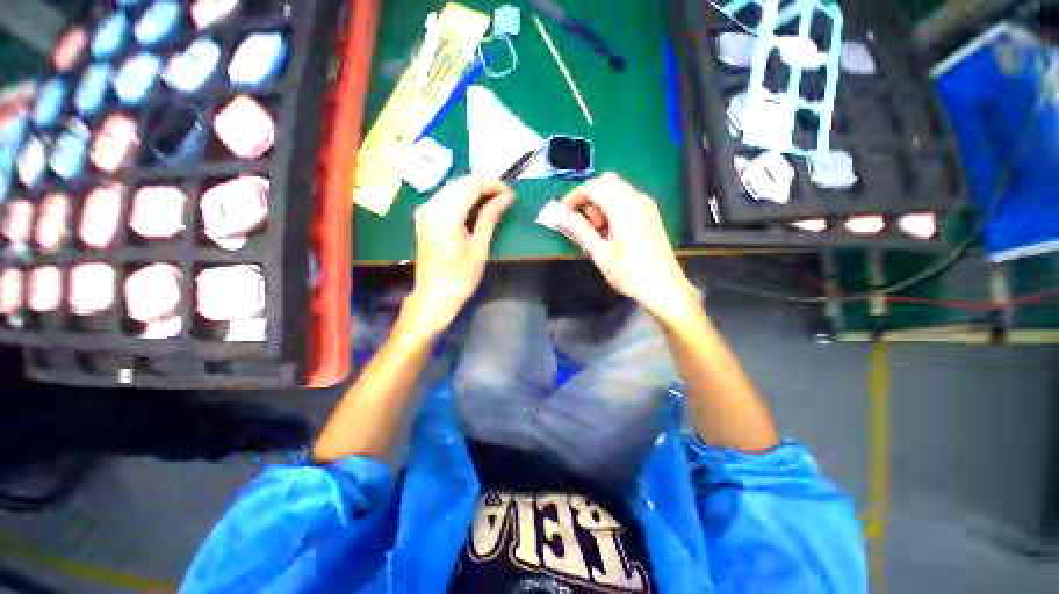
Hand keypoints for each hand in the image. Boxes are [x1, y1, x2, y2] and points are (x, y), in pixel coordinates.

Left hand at [408, 176, 512, 335]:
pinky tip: (475, 209)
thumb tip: (506, 197)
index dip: (493, 183)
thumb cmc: (460, 277)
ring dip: (474, 191)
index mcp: (446, 214)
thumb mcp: (479, 247)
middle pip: (461, 182)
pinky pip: (445, 198)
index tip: (509, 195)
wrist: (434, 296)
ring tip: (493, 204)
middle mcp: (431, 206)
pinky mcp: (424, 217)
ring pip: (453, 187)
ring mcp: (424, 211)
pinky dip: (462, 198)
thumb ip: (490, 217)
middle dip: (484, 185)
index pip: (472, 183)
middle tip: (504, 199)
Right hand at [558, 173, 698, 323]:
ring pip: (616, 190)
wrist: (664, 288)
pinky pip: (626, 200)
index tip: (562, 214)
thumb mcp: (600, 253)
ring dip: (600, 204)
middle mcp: (636, 199)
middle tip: (583, 225)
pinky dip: (612, 209)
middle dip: (588, 199)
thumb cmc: (630, 273)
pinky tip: (611, 232)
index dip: (573, 198)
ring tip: (598, 233)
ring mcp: (646, 205)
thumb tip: (557, 215)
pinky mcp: (650, 214)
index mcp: (623, 206)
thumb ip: (578, 229)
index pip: (592, 187)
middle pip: (605, 183)